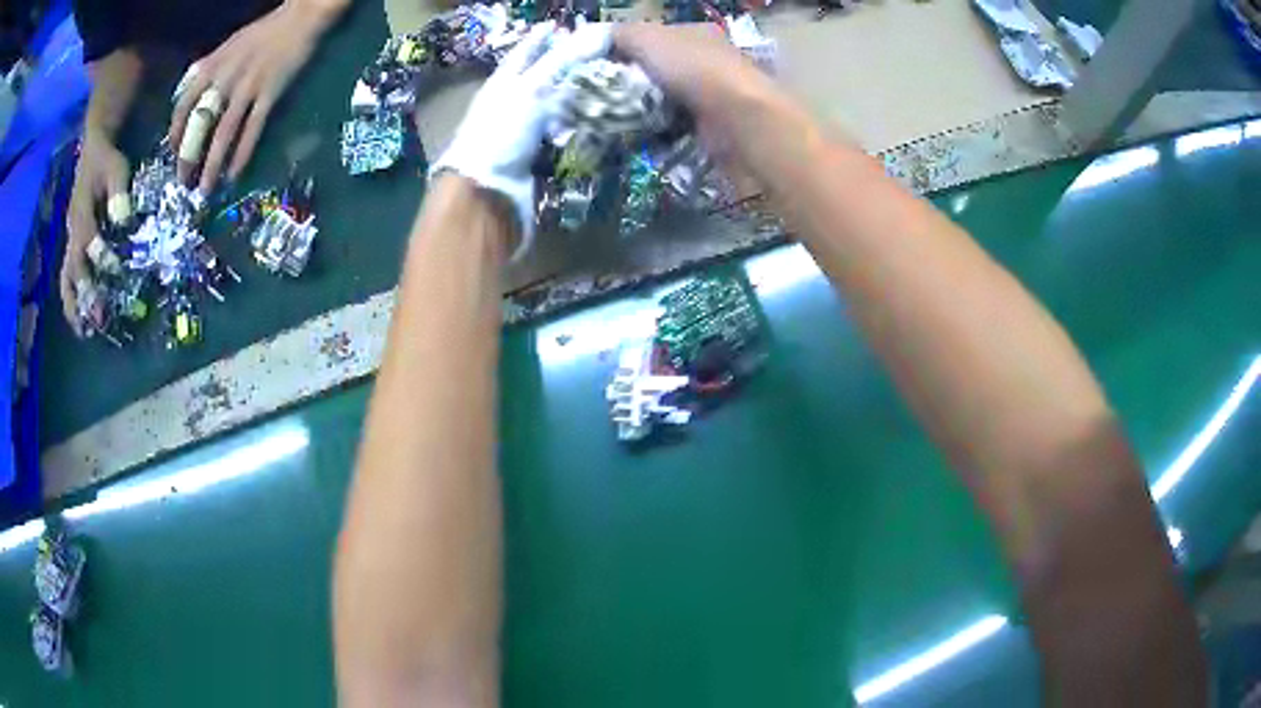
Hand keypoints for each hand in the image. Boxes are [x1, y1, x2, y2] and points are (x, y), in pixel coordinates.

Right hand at [60, 128, 129, 335]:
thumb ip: (118, 191)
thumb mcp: (116, 167)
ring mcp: (70, 240)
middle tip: (98, 321)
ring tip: (85, 332)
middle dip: (84, 296)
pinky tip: (81, 318)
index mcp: (81, 214)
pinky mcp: (72, 244)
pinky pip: (68, 277)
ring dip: (74, 306)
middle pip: (73, 271)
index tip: (116, 271)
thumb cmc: (105, 159)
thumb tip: (123, 220)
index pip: (89, 242)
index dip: (101, 257)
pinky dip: (73, 298)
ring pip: (66, 279)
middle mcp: (72, 233)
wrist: (93, 149)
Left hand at [168, 0, 344, 193]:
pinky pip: (252, 129)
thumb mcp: (228, 46)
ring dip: (212, 165)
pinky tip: (234, 175)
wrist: (301, 17)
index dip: (174, 134)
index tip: (173, 155)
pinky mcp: (270, 93)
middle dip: (188, 158)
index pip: (182, 106)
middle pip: (199, 125)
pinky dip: (242, 154)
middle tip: (184, 184)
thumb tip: (188, 94)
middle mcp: (225, 78)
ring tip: (205, 190)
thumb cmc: (263, 32)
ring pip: (223, 133)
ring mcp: (248, 87)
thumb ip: (207, 69)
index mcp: (212, 65)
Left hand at [432, 22, 611, 257]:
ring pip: (554, 111)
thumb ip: (562, 61)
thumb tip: (597, 32)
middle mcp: (510, 108)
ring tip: (605, 87)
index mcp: (501, 86)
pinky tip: (599, 125)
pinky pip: (562, 140)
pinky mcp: (535, 162)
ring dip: (576, 101)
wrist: (486, 196)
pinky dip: (578, 132)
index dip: (538, 39)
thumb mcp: (531, 90)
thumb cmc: (500, 134)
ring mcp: (521, 137)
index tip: (556, 25)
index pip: (522, 54)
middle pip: (541, 81)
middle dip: (564, 68)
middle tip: (596, 55)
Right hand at [612, 23, 779, 151]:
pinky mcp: (713, 125)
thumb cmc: (692, 68)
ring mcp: (713, 94)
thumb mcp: (647, 37)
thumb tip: (598, 40)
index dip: (625, 48)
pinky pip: (676, 125)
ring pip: (666, 98)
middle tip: (605, 94)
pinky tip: (640, 135)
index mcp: (696, 33)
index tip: (599, 66)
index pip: (653, 36)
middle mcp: (708, 60)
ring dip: (643, 108)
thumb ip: (620, 34)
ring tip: (617, 116)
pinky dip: (659, 130)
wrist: (737, 119)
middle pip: (659, 68)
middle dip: (632, 81)